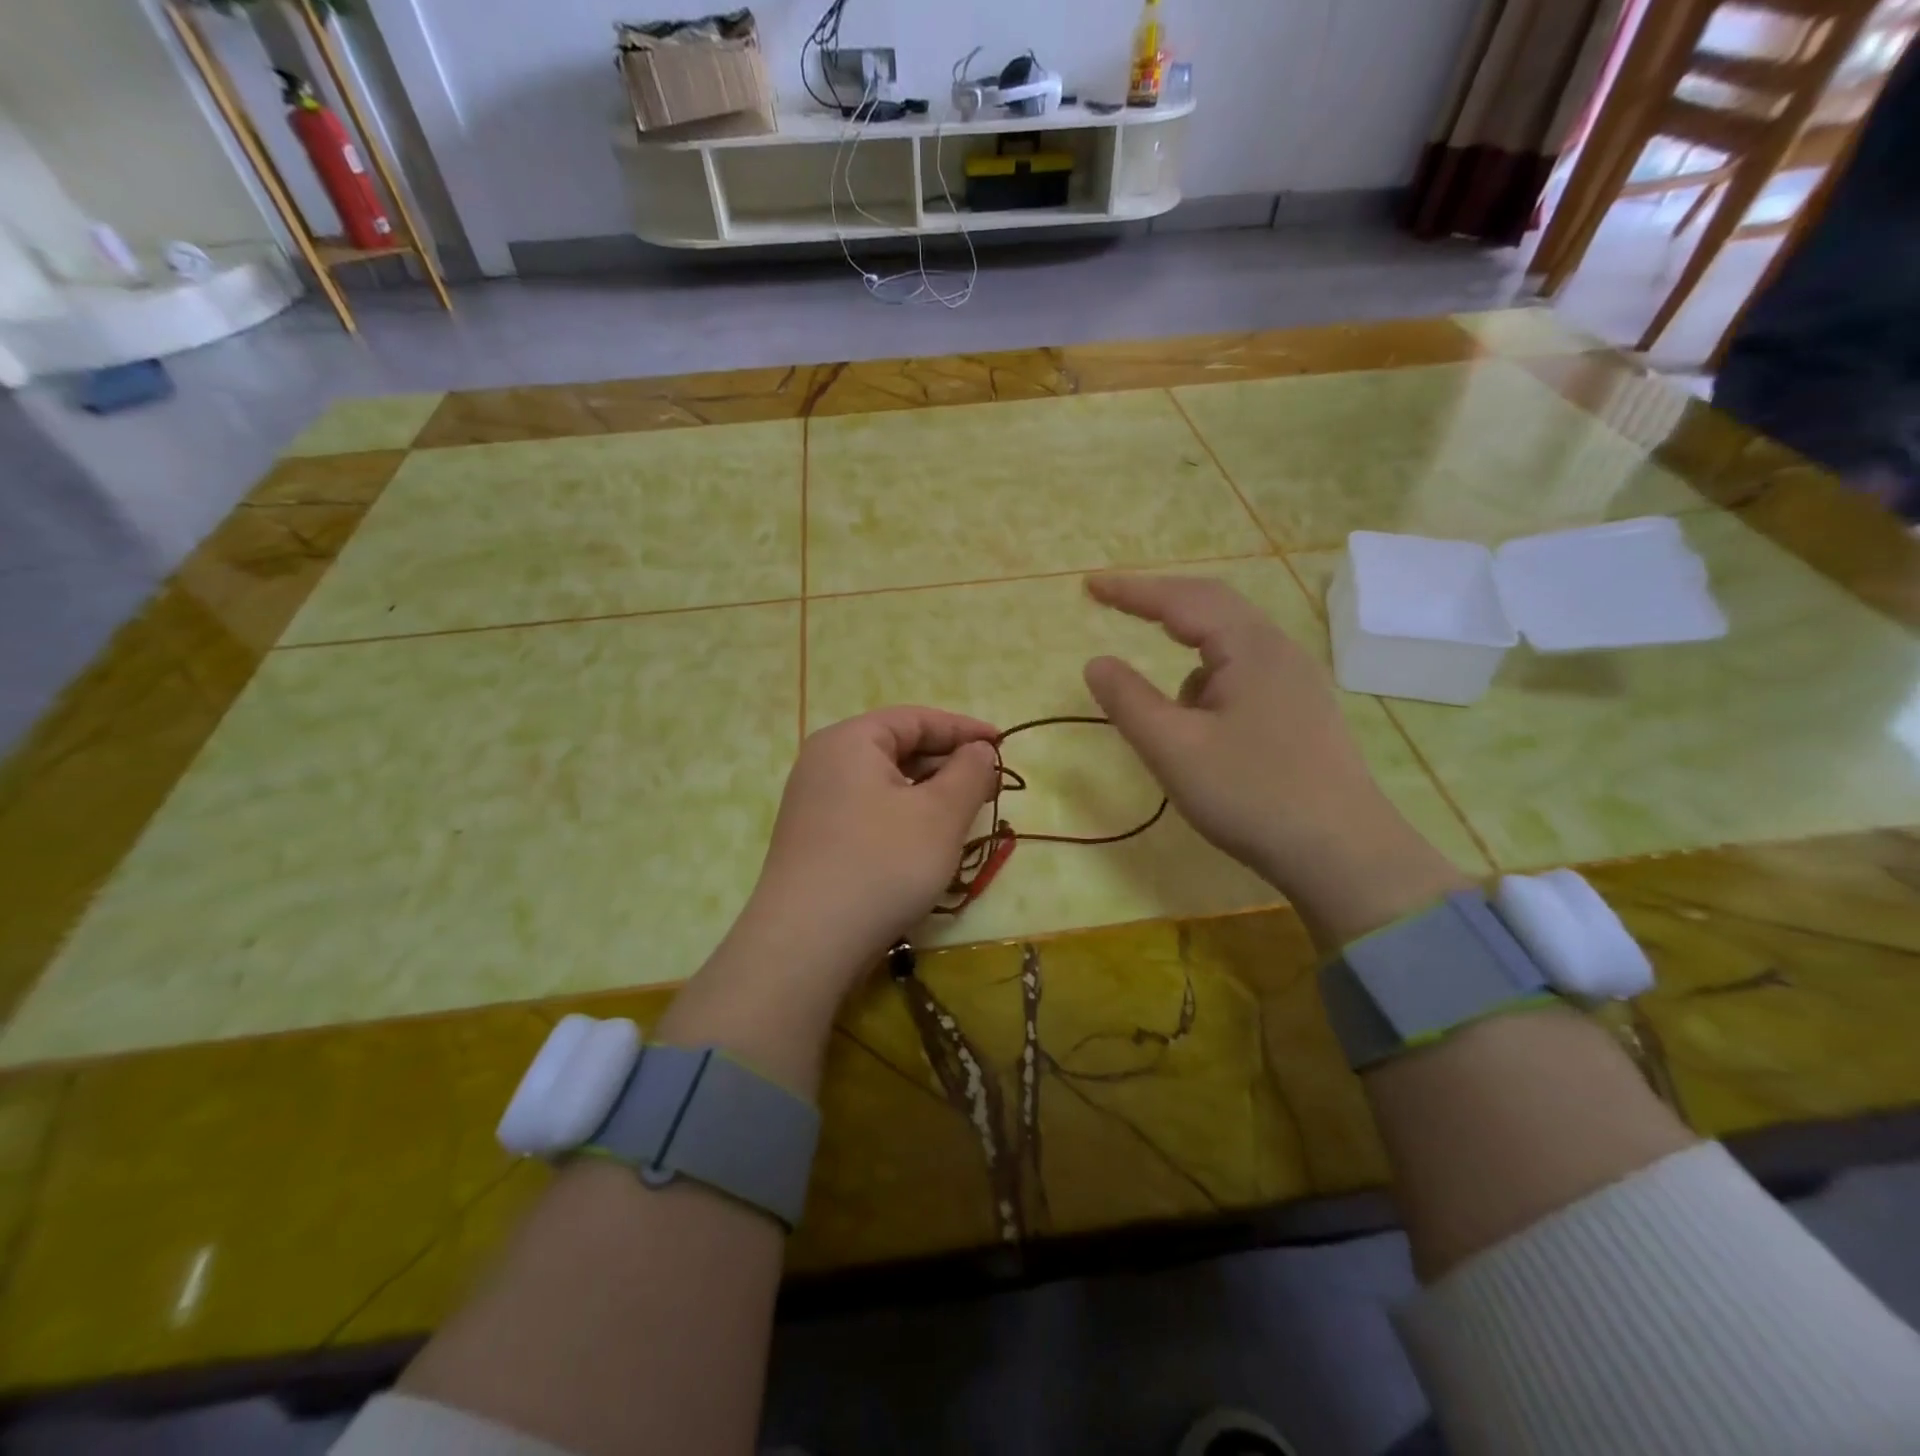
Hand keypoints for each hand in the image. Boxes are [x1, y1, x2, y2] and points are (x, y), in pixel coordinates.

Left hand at [727, 707, 999, 999]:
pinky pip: (869, 811)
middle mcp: (825, 762)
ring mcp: (814, 803)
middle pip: (897, 748)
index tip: (1003, 744)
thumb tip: (980, 750)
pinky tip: (927, 841)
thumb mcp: (940, 815)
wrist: (807, 943)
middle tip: (990, 784)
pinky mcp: (815, 839)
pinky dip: (904, 816)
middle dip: (947, 763)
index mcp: (850, 740)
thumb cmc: (882, 864)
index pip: (915, 719)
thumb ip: (969, 773)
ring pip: (884, 783)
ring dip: (928, 793)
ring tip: (965, 814)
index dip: (963, 729)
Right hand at [1082, 574, 1466, 946]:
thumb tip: (1096, 662)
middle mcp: (1279, 651)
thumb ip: (1128, 701)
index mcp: (1251, 647)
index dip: (1131, 590)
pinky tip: (1205, 731)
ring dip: (1187, 656)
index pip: (1182, 599)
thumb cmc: (1252, 796)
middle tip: (1115, 605)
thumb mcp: (1174, 749)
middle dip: (1160, 606)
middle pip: (1212, 608)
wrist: (1344, 855)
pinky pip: (1244, 675)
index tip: (1088, 586)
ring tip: (1168, 713)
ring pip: (1229, 647)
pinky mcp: (1302, 710)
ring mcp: (1297, 681)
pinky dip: (1210, 685)